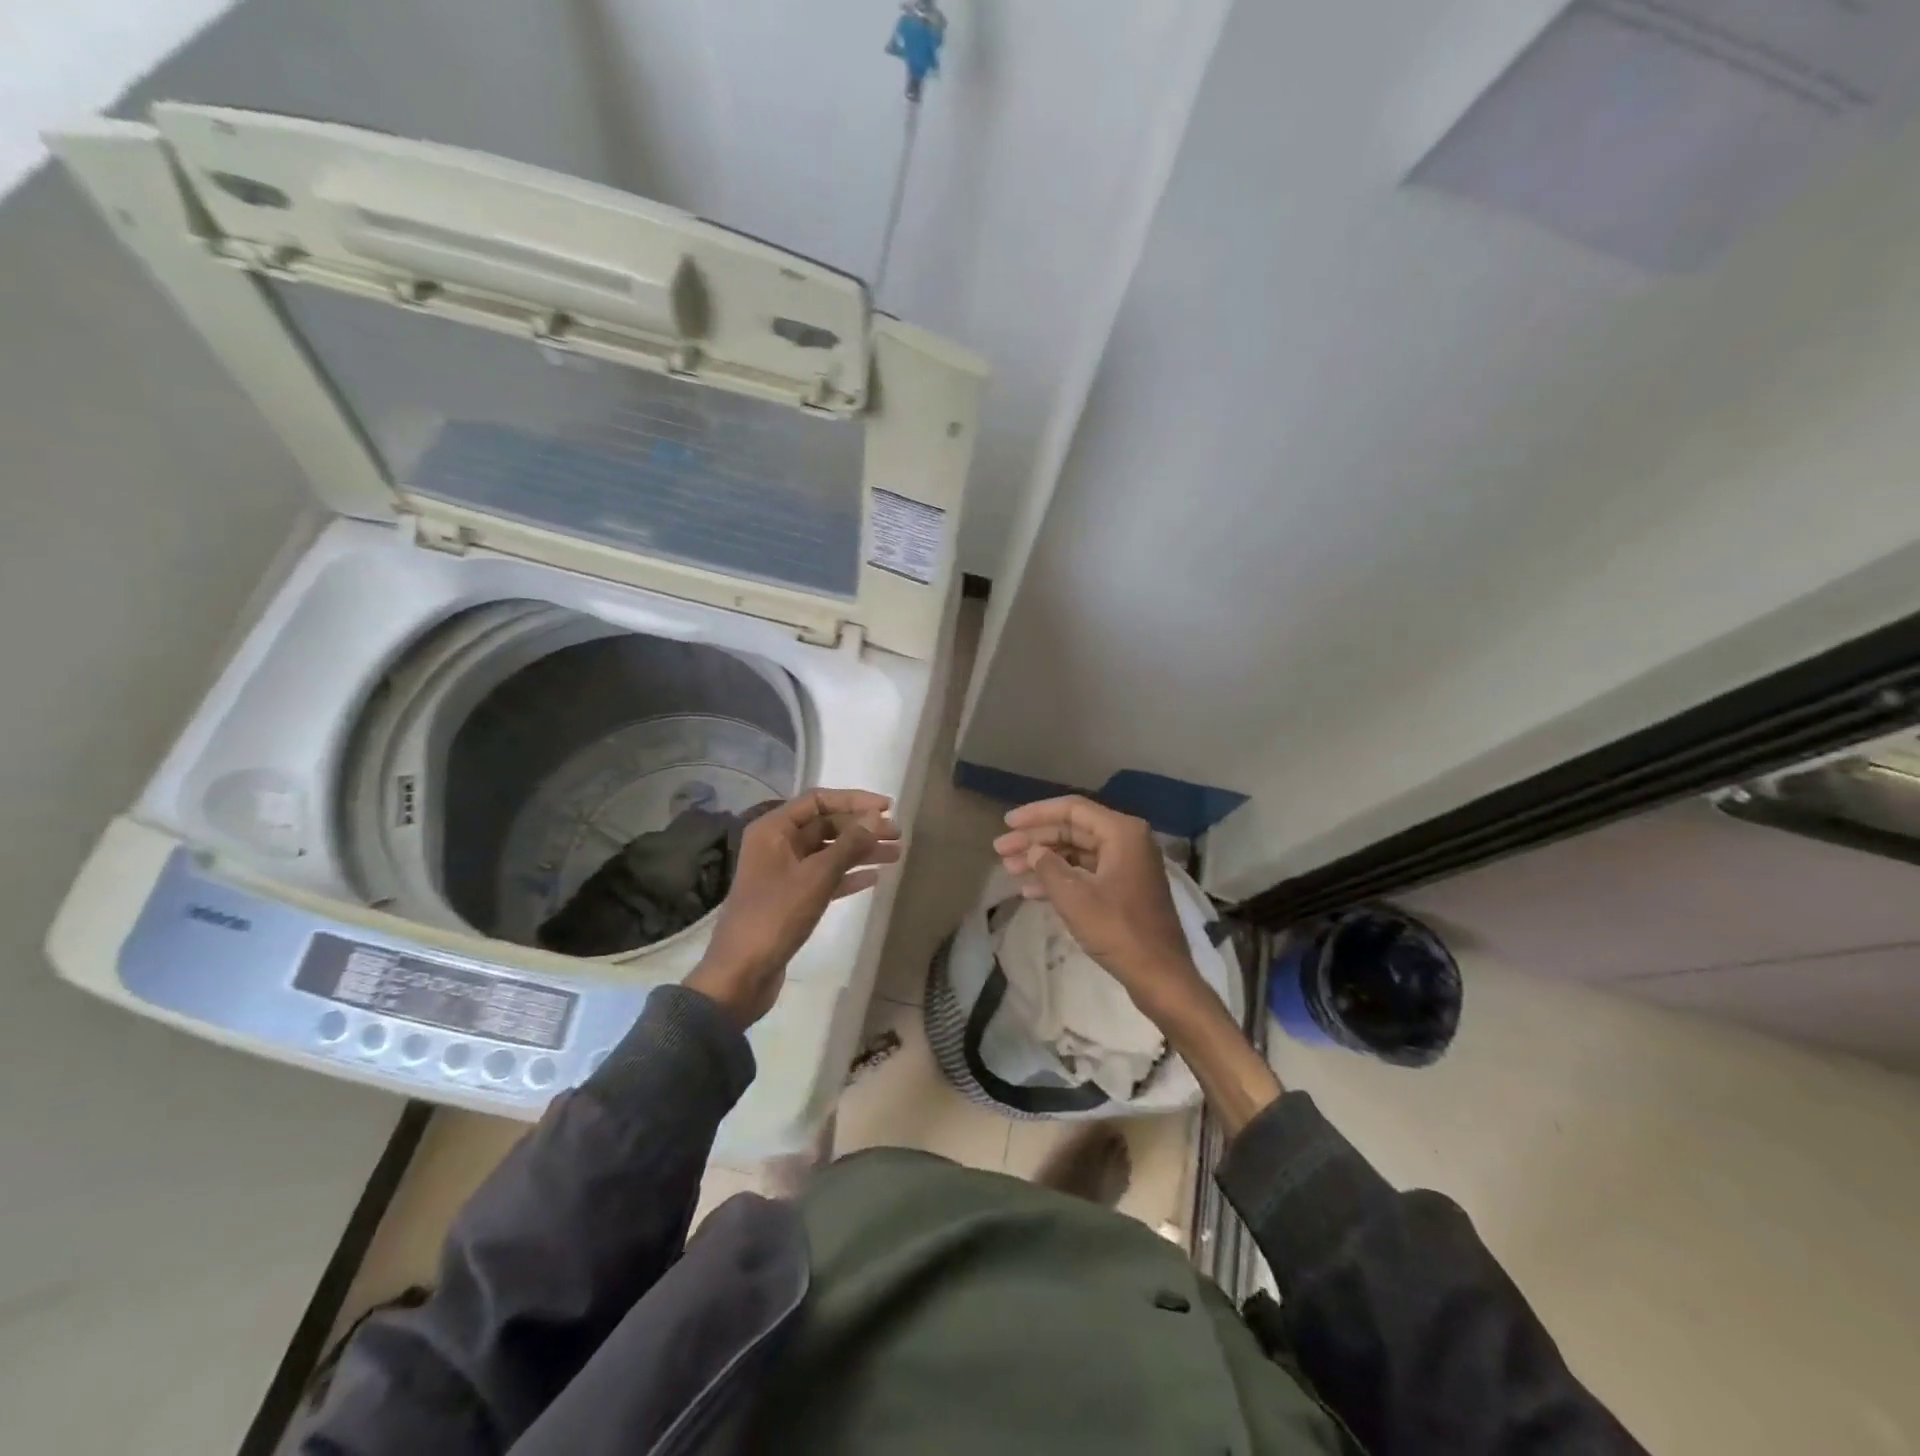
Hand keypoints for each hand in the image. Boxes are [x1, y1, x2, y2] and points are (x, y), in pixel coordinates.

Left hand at [685, 790, 900, 1027]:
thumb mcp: (816, 877)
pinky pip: (825, 877)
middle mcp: (777, 844)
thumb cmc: (775, 916)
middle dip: (861, 828)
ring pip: (828, 851)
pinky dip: (848, 875)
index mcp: (773, 829)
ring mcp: (783, 872)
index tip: (887, 808)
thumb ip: (848, 844)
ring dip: (860, 851)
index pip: (818, 800)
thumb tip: (876, 818)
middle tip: (897, 835)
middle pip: (825, 825)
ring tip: (896, 854)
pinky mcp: (791, 898)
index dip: (854, 800)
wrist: (741, 974)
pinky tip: (874, 878)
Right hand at [997, 795, 1281, 1133]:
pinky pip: (1085, 873)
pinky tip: (1030, 891)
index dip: (1036, 814)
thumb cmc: (1118, 930)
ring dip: (1043, 860)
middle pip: (1072, 830)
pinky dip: (1059, 879)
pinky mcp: (1123, 889)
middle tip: (1000, 849)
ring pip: (1076, 852)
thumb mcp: (1074, 897)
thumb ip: (1048, 866)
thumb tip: (1034, 851)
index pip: (1072, 809)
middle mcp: (1127, 841)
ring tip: (1009, 869)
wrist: (1160, 975)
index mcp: (1121, 832)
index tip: (1007, 823)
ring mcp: (1126, 866)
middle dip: (1035, 839)